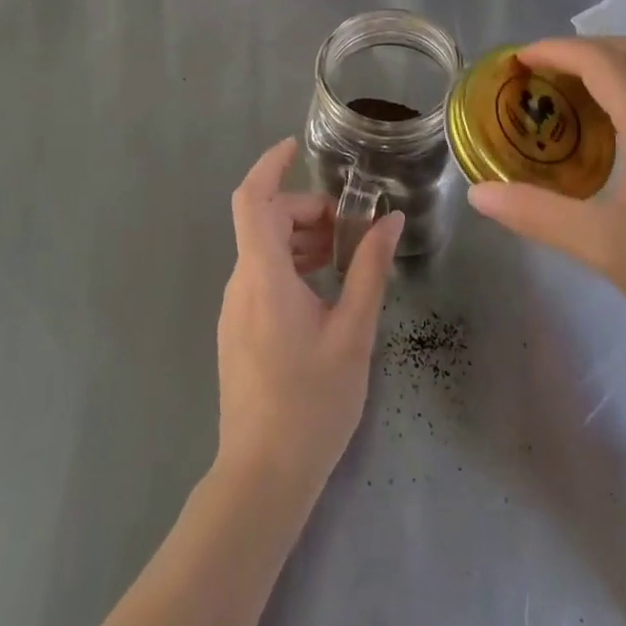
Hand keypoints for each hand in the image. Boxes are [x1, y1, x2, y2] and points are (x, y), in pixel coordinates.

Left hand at [217, 138, 402, 495]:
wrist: (262, 478)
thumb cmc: (311, 402)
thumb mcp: (352, 332)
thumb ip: (370, 269)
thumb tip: (391, 220)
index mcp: (263, 275)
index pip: (252, 199)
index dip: (270, 165)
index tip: (296, 147)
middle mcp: (241, 283)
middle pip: (267, 220)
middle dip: (307, 210)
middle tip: (349, 230)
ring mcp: (235, 307)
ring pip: (264, 248)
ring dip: (302, 238)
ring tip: (343, 260)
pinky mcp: (238, 328)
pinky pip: (261, 275)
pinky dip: (292, 264)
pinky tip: (323, 292)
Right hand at [466, 36, 625, 373]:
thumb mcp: (607, 249)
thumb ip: (539, 215)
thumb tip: (479, 193)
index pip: (600, 61)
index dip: (554, 50)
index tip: (516, 61)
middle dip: (579, 51)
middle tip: (538, 75)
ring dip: (608, 69)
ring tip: (568, 98)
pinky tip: (614, 136)